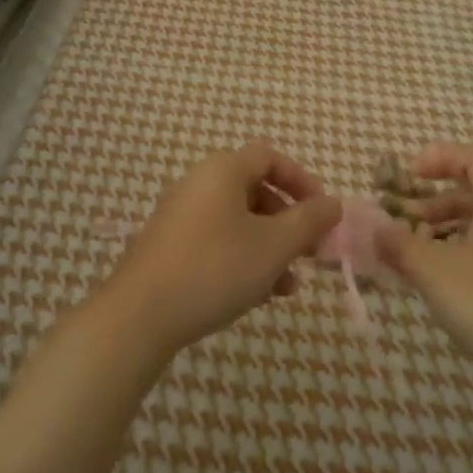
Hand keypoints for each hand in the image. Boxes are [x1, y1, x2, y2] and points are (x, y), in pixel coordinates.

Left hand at [101, 141, 342, 356]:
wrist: (139, 315)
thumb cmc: (215, 268)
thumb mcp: (273, 246)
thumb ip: (308, 221)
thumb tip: (333, 203)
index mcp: (223, 170)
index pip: (270, 157)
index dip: (302, 180)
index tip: (322, 213)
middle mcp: (199, 183)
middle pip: (255, 189)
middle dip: (288, 221)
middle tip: (309, 252)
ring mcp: (180, 215)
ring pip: (238, 221)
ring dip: (269, 246)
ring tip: (289, 285)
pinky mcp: (169, 247)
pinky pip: (217, 241)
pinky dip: (242, 259)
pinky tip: (258, 295)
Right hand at [375, 144, 472, 399]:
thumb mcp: (435, 271)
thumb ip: (401, 245)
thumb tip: (377, 230)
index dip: (441, 157)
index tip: (411, 175)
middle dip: (436, 200)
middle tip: (405, 218)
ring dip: (448, 230)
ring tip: (417, 254)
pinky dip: (465, 254)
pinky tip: (445, 284)